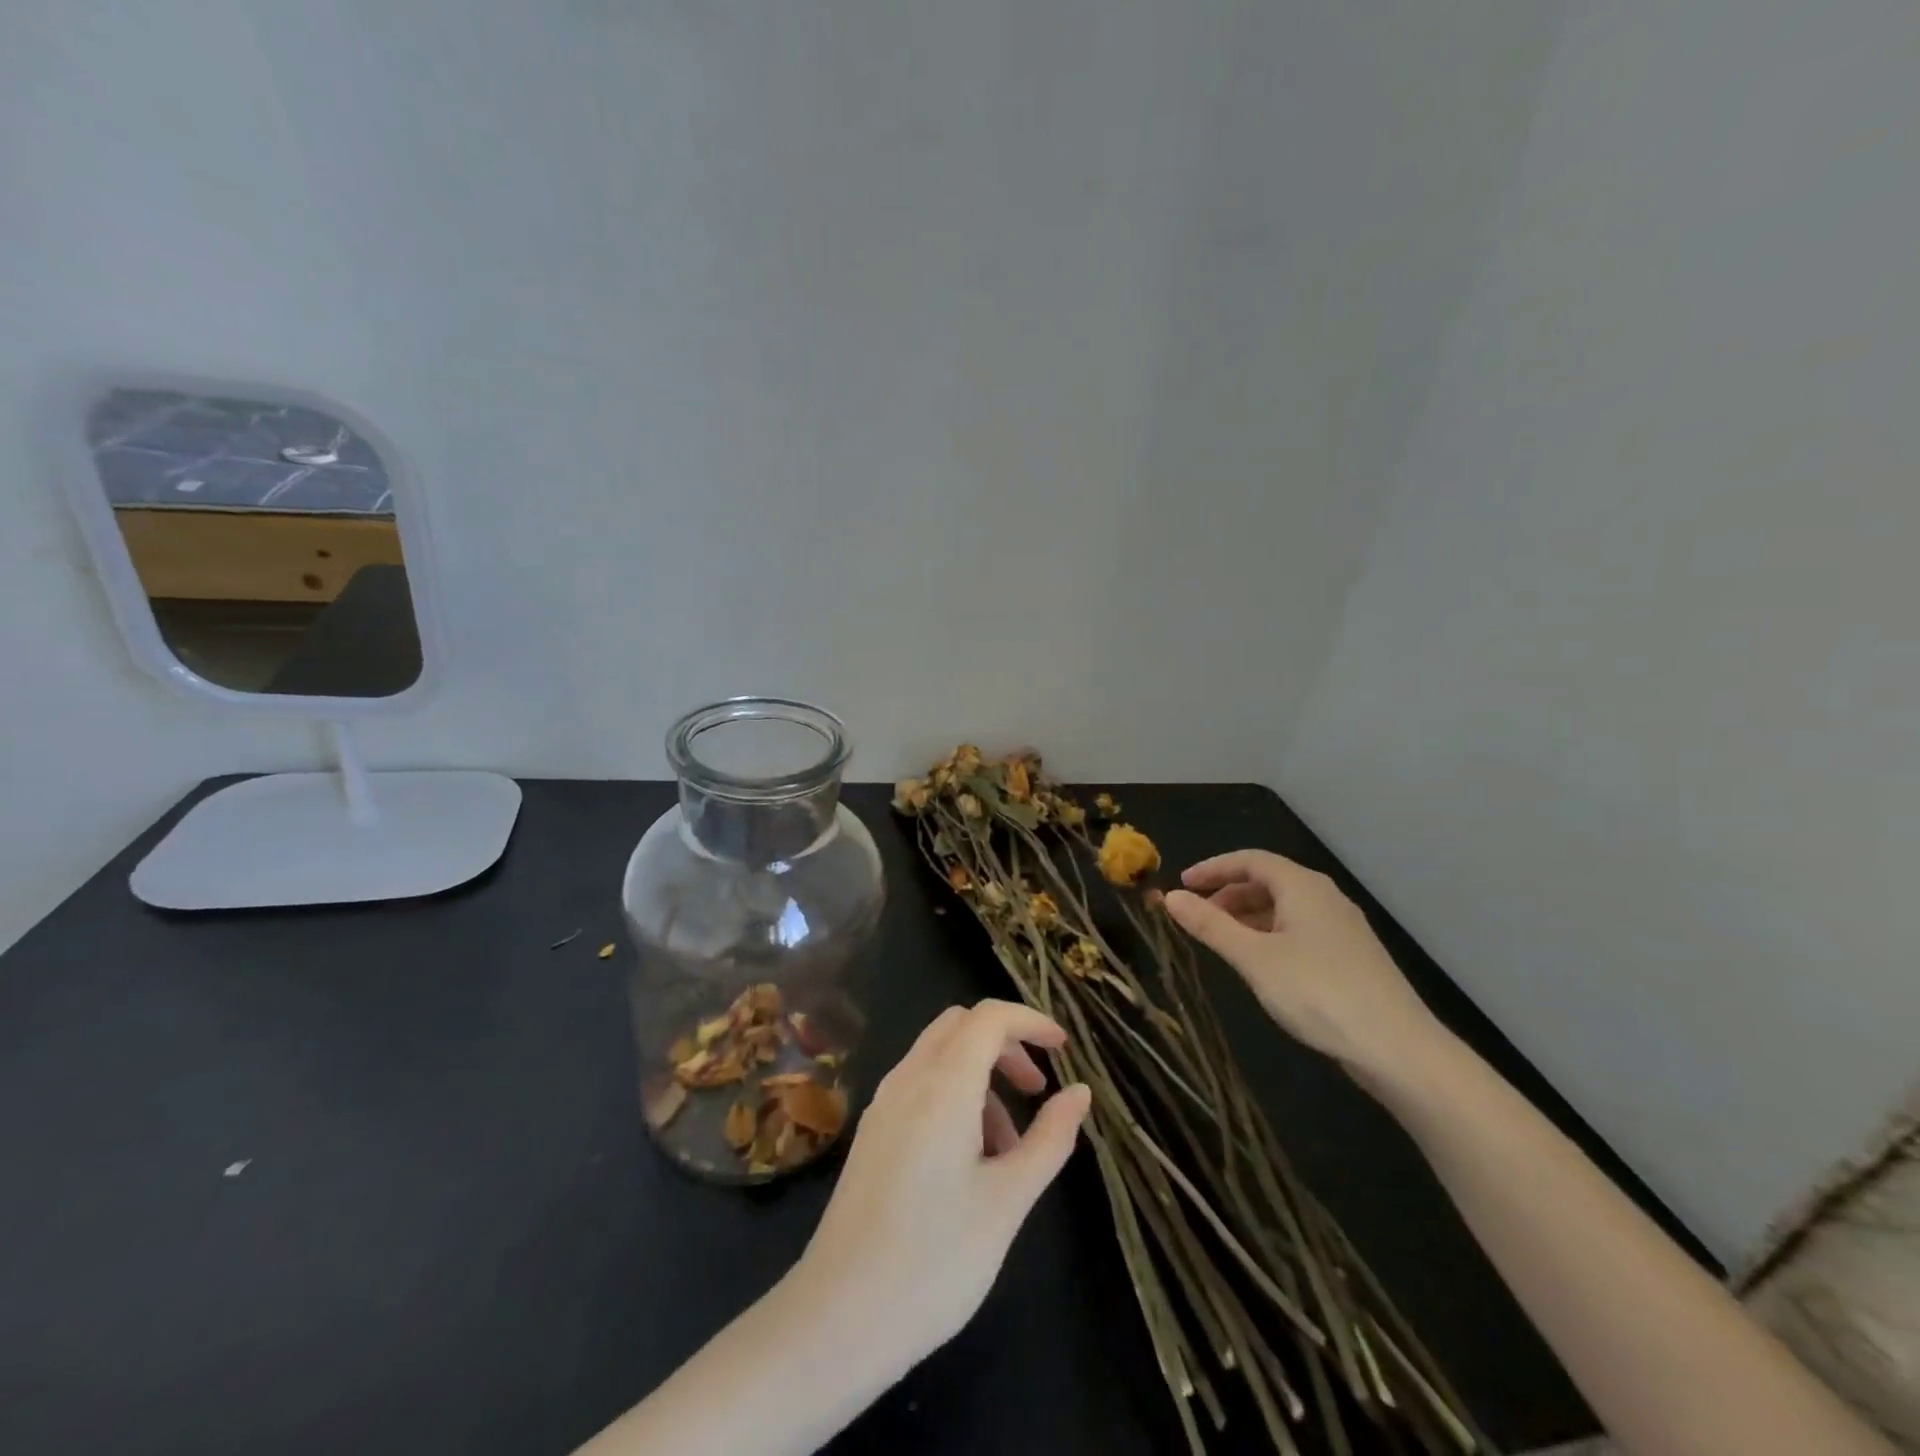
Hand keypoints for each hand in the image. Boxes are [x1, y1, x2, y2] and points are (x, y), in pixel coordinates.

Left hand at [790, 999, 1092, 1372]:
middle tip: (1037, 1091)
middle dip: (1006, 1044)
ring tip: (1009, 1147)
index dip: (1031, 1022)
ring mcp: (883, 1104)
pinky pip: (920, 1086)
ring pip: (939, 1055)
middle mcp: (907, 1079)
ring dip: (981, 1075)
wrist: (839, 1318)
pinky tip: (970, 1160)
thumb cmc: (936, 1260)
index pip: (990, 1017)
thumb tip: (1080, 1092)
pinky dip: (954, 1096)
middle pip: (961, 1026)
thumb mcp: (1008, 1201)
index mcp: (942, 1085)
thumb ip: (1049, 1139)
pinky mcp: (872, 1132)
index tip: (1064, 1049)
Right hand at [1162, 850, 1439, 1075]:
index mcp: (1302, 887)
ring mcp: (1342, 927)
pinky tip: (1260, 963)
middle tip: (1198, 916)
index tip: (1182, 884)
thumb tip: (1170, 896)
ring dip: (1248, 916)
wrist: (1398, 1048)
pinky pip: (1300, 929)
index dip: (1213, 868)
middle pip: (1268, 881)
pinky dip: (1270, 934)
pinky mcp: (1352, 956)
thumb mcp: (1253, 958)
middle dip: (1228, 893)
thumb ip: (1210, 926)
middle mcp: (1325, 897)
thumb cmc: (1318, 992)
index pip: (1250, 860)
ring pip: (1285, 907)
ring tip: (1222, 940)